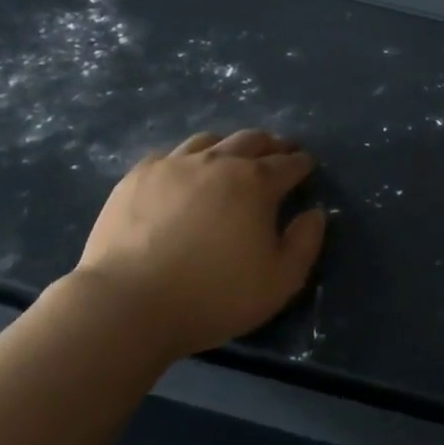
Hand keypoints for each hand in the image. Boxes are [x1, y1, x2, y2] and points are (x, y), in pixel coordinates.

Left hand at [72, 130, 327, 354]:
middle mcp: (218, 162)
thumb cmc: (214, 295)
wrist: (128, 304)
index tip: (306, 165)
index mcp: (256, 183)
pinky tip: (184, 176)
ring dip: (229, 146)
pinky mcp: (137, 177)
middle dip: (271, 145)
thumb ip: (305, 242)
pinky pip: (170, 156)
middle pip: (251, 140)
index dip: (301, 164)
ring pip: (209, 141)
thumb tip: (314, 213)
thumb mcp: (280, 281)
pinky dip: (187, 160)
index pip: (288, 164)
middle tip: (278, 152)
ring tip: (232, 158)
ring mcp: (173, 165)